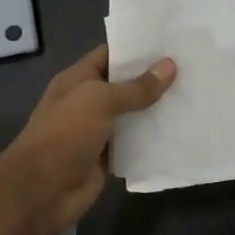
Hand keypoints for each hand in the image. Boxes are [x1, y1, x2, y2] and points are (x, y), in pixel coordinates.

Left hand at [0, 44, 175, 234]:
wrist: (39, 192)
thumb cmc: (64, 135)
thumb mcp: (99, 101)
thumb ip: (136, 87)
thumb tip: (170, 66)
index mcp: (78, 79)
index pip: (111, 54)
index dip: (138, 47)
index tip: (172, 41)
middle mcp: (88, 102)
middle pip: (126, 84)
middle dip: (155, 77)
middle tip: (193, 65)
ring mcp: (98, 131)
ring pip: (134, 115)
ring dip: (158, 109)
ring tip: (195, 94)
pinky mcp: (108, 158)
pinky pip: (135, 143)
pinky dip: (154, 139)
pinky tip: (182, 129)